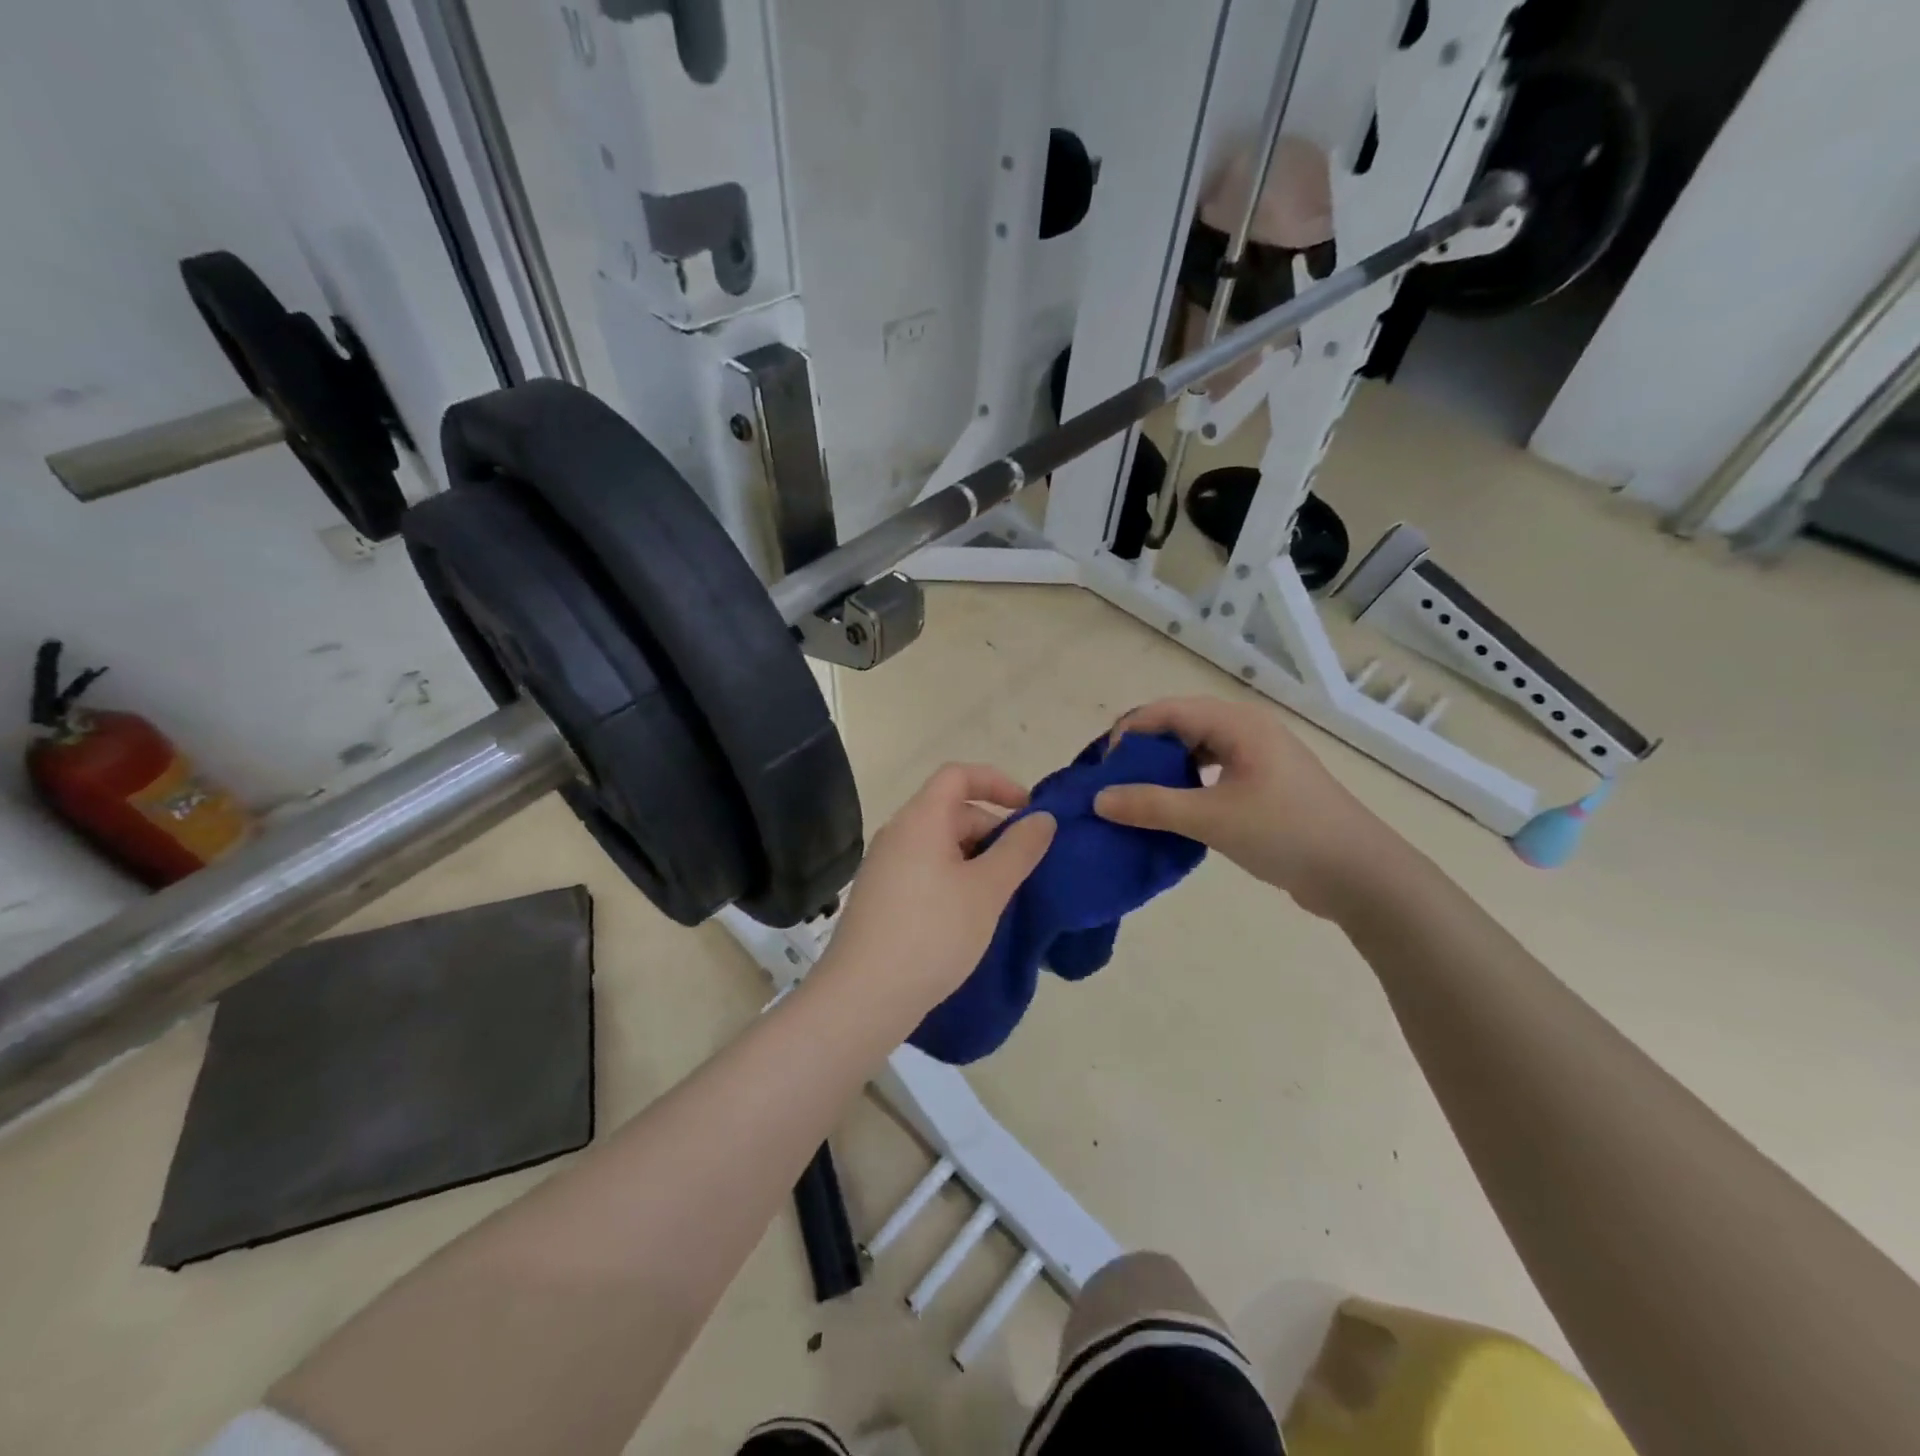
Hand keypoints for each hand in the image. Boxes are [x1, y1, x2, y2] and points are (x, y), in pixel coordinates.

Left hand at [821, 763, 1055, 1019]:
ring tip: (1003, 894)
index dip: (998, 782)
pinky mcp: (881, 897)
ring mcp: (885, 866)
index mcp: (920, 819)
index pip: (958, 774)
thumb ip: (1019, 849)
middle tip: (1025, 867)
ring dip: (977, 858)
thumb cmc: (932, 934)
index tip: (1029, 812)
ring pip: (940, 844)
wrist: (864, 997)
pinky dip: (955, 878)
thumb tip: (1043, 818)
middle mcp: (898, 833)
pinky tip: (971, 915)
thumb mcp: (987, 890)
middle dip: (993, 830)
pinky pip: (926, 870)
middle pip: (951, 810)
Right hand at [1094, 696, 1403, 919]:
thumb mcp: (1211, 818)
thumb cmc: (1286, 834)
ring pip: (1196, 748)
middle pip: (1179, 725)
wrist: (1360, 874)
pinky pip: (1213, 770)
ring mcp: (1258, 756)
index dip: (1128, 732)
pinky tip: (1173, 807)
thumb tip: (1099, 799)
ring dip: (1164, 767)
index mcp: (1236, 724)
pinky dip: (1187, 783)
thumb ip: (1151, 805)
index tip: (1102, 768)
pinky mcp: (1264, 783)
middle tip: (1113, 782)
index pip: (1166, 711)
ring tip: (1136, 795)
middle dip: (1143, 749)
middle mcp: (1246, 729)